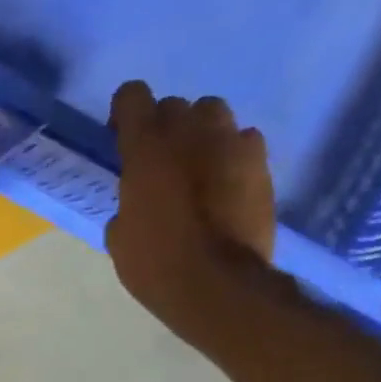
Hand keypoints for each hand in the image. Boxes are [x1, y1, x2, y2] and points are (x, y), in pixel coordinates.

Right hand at [103, 81, 276, 339]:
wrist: (217, 285)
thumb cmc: (155, 263)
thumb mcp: (119, 236)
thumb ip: (127, 202)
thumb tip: (137, 201)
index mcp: (146, 147)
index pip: (132, 95)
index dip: (125, 114)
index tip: (122, 139)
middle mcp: (190, 132)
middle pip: (175, 106)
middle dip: (164, 128)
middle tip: (159, 162)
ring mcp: (232, 144)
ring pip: (213, 114)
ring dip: (200, 133)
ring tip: (196, 167)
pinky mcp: (261, 163)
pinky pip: (243, 141)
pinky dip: (231, 155)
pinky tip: (225, 183)